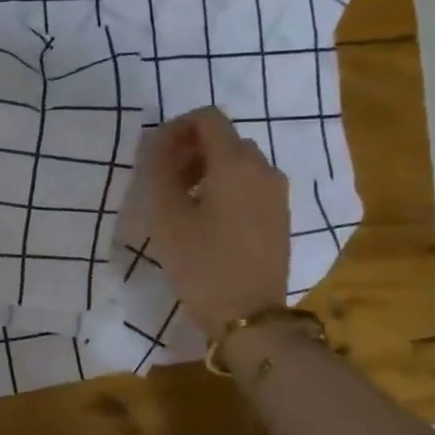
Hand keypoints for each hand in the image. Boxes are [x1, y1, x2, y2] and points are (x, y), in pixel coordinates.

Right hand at [142, 107, 289, 332]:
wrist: (248, 315)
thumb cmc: (200, 262)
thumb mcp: (165, 215)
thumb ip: (157, 168)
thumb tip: (157, 139)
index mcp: (236, 163)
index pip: (207, 118)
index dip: (176, 127)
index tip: (154, 156)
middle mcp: (263, 168)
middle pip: (223, 138)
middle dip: (189, 150)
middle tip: (161, 181)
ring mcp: (276, 193)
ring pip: (237, 162)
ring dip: (205, 169)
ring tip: (179, 202)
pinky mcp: (279, 215)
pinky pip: (249, 184)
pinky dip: (223, 187)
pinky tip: (204, 219)